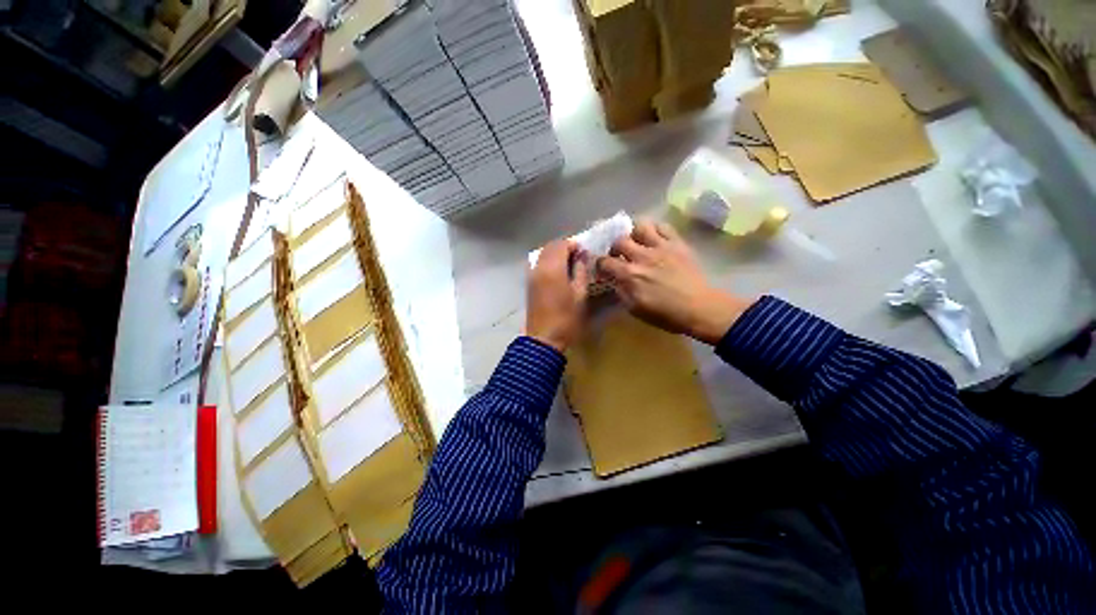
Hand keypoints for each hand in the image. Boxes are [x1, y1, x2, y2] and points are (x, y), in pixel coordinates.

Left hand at [526, 240, 589, 351]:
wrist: (544, 338)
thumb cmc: (566, 318)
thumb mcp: (580, 294)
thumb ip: (581, 271)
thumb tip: (581, 257)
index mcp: (553, 268)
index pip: (561, 245)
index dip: (573, 245)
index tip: (584, 252)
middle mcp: (539, 267)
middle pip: (550, 247)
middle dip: (564, 248)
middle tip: (578, 257)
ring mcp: (532, 275)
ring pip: (543, 255)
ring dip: (556, 254)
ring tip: (569, 265)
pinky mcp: (529, 284)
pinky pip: (538, 264)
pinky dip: (548, 262)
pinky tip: (558, 273)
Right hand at [597, 220, 751, 344]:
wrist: (699, 308)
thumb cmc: (665, 314)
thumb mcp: (635, 309)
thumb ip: (621, 292)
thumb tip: (615, 281)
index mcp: (629, 274)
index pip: (604, 261)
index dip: (600, 264)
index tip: (603, 268)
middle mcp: (642, 256)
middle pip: (619, 240)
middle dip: (615, 247)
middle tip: (619, 254)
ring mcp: (661, 246)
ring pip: (640, 226)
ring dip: (634, 233)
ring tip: (637, 241)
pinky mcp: (677, 243)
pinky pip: (663, 226)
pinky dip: (655, 229)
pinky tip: (655, 238)